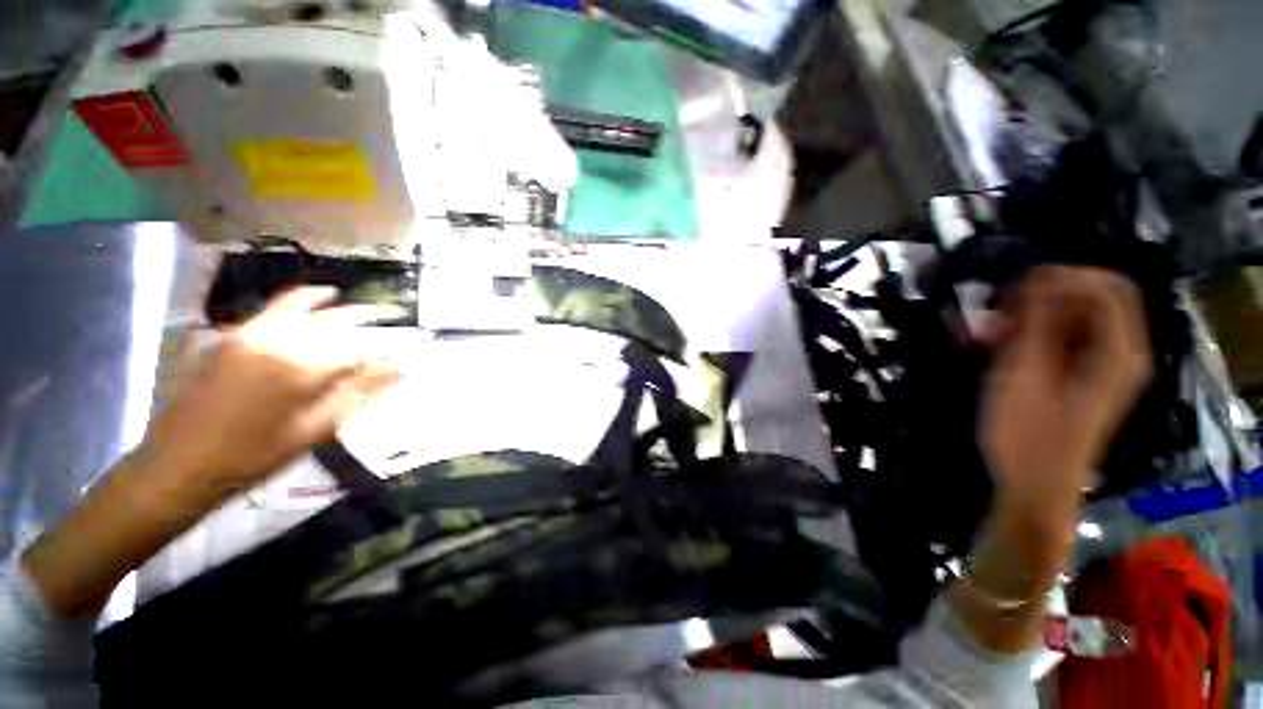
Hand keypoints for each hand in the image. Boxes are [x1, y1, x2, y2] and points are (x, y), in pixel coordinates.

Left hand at [25, 287, 398, 616]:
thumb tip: (399, 370)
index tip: (397, 354)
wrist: (180, 465)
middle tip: (380, 317)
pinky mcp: (231, 338)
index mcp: (305, 368)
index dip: (382, 350)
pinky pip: (272, 310)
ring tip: (347, 300)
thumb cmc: (255, 457)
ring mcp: (251, 336)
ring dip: (329, 304)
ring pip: (301, 307)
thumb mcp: (316, 430)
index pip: (359, 348)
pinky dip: (296, 301)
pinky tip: (309, 301)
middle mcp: (280, 341)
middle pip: (332, 321)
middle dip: (360, 318)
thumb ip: (359, 394)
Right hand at [950, 267, 1151, 653]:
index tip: (1015, 289)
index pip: (1106, 287)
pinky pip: (1063, 340)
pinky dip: (1032, 336)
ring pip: (1074, 319)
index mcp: (1118, 352)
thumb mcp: (1025, 374)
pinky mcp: (1082, 379)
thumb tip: (1041, 277)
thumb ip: (1037, 323)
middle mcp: (1119, 354)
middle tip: (1001, 311)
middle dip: (1045, 296)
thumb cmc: (1028, 433)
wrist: (1035, 486)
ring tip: (991, 333)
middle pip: (1092, 299)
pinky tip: (1001, 348)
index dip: (1063, 277)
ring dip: (1032, 318)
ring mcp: (1101, 368)